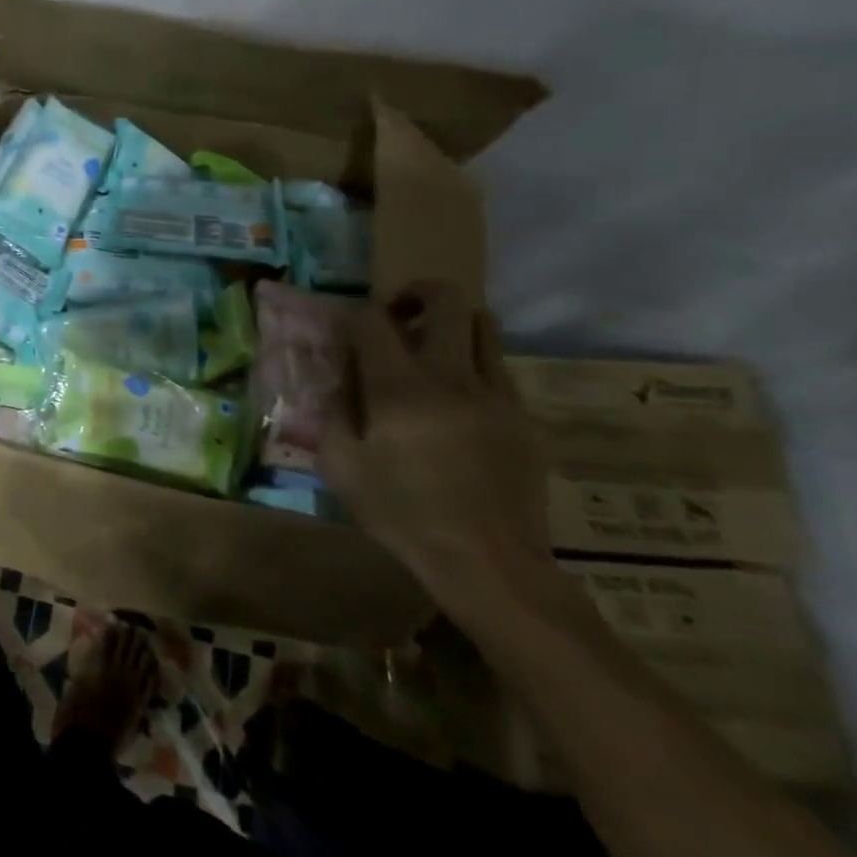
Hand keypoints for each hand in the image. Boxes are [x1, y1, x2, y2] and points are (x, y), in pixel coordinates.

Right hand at [321, 281, 553, 614]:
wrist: (489, 564)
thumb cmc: (403, 514)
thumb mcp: (341, 466)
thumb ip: (332, 411)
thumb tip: (338, 376)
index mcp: (400, 388)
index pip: (372, 319)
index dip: (354, 316)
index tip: (347, 335)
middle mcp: (453, 377)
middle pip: (448, 299)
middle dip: (417, 293)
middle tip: (397, 317)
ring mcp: (497, 394)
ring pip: (484, 325)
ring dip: (451, 324)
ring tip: (429, 352)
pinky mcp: (525, 417)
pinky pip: (499, 368)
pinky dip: (473, 365)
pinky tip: (455, 401)